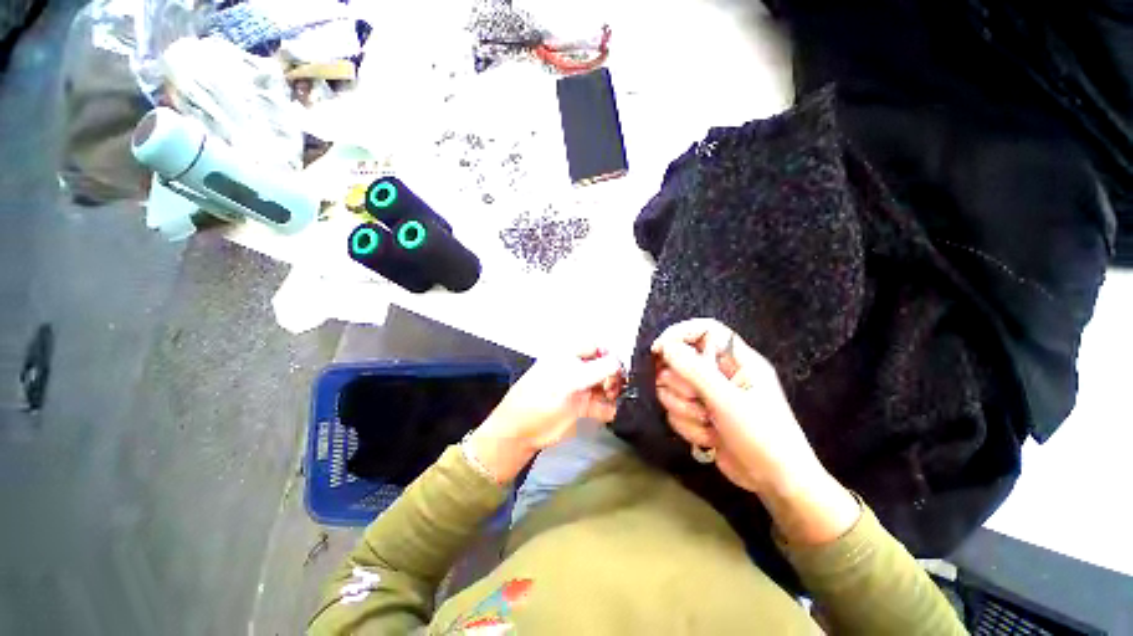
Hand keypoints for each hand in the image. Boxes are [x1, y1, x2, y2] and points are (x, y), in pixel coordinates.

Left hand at [467, 348, 622, 482]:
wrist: (521, 431)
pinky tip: (608, 411)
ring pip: (605, 385)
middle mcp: (575, 370)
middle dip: (612, 375)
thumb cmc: (538, 400)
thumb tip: (618, 363)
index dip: (608, 355)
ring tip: (611, 398)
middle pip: (603, 366)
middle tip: (612, 387)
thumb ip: (596, 370)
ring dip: (613, 391)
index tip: (617, 368)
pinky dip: (609, 408)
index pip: (595, 347)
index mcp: (567, 356)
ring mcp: (578, 388)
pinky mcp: (581, 407)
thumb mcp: (569, 381)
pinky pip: (602, 404)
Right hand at [652, 319, 858, 543]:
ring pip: (672, 388)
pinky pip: (675, 410)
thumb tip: (665, 347)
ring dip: (684, 409)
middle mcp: (718, 373)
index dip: (679, 334)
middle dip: (681, 385)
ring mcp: (707, 394)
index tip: (659, 351)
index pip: (703, 330)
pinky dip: (687, 425)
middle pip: (679, 361)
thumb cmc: (761, 436)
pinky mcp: (698, 414)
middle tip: (697, 400)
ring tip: (708, 422)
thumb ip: (694, 370)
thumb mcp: (728, 401)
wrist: (773, 482)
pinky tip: (709, 437)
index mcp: (736, 360)